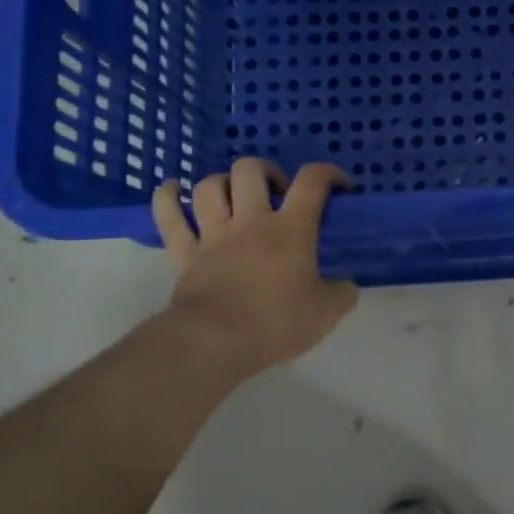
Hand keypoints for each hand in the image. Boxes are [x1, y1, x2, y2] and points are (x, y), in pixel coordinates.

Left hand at [151, 159, 358, 375]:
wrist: (214, 343)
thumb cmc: (275, 324)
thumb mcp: (326, 313)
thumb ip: (342, 293)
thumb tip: (346, 285)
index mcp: (290, 229)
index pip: (312, 182)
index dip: (328, 174)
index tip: (338, 186)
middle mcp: (250, 220)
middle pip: (251, 170)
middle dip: (266, 171)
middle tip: (277, 192)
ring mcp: (212, 234)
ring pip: (209, 186)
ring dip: (223, 183)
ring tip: (234, 195)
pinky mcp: (184, 253)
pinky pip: (168, 216)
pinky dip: (167, 198)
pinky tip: (172, 189)